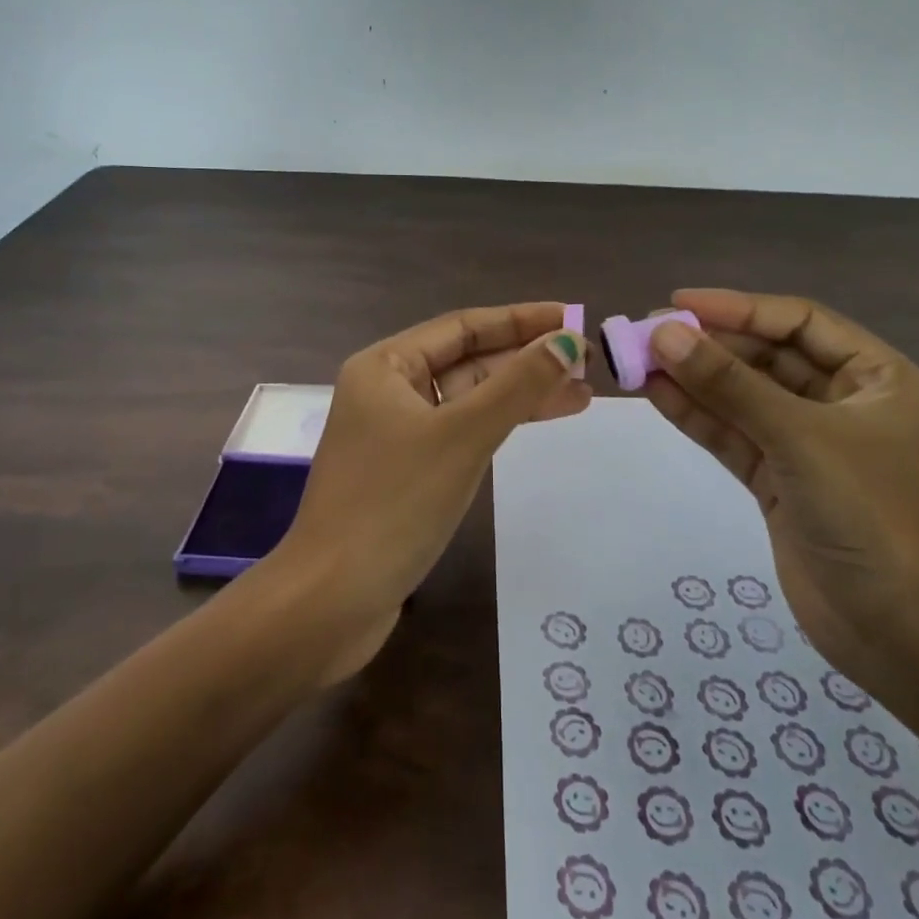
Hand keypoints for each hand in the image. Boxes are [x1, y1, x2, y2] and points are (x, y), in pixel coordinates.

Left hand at [267, 303, 589, 683]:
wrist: (331, 600)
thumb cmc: (394, 504)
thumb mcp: (463, 436)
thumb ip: (518, 386)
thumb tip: (568, 342)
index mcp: (385, 366)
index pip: (463, 327)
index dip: (521, 320)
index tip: (574, 319)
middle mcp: (386, 391)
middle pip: (467, 361)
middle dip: (525, 359)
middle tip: (587, 364)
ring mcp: (394, 434)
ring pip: (466, 400)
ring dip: (518, 395)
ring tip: (580, 396)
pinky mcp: (404, 473)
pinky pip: (459, 433)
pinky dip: (496, 427)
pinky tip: (532, 426)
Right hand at [640, 288, 918, 686]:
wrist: (900, 634)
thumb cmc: (870, 517)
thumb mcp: (800, 438)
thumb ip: (729, 385)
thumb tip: (663, 333)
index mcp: (877, 379)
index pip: (799, 323)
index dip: (739, 308)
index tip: (679, 303)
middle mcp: (844, 404)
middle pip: (767, 358)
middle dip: (710, 345)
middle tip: (647, 333)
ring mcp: (809, 444)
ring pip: (744, 397)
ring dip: (695, 379)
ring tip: (638, 359)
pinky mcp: (780, 480)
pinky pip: (734, 435)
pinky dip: (697, 416)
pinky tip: (656, 395)